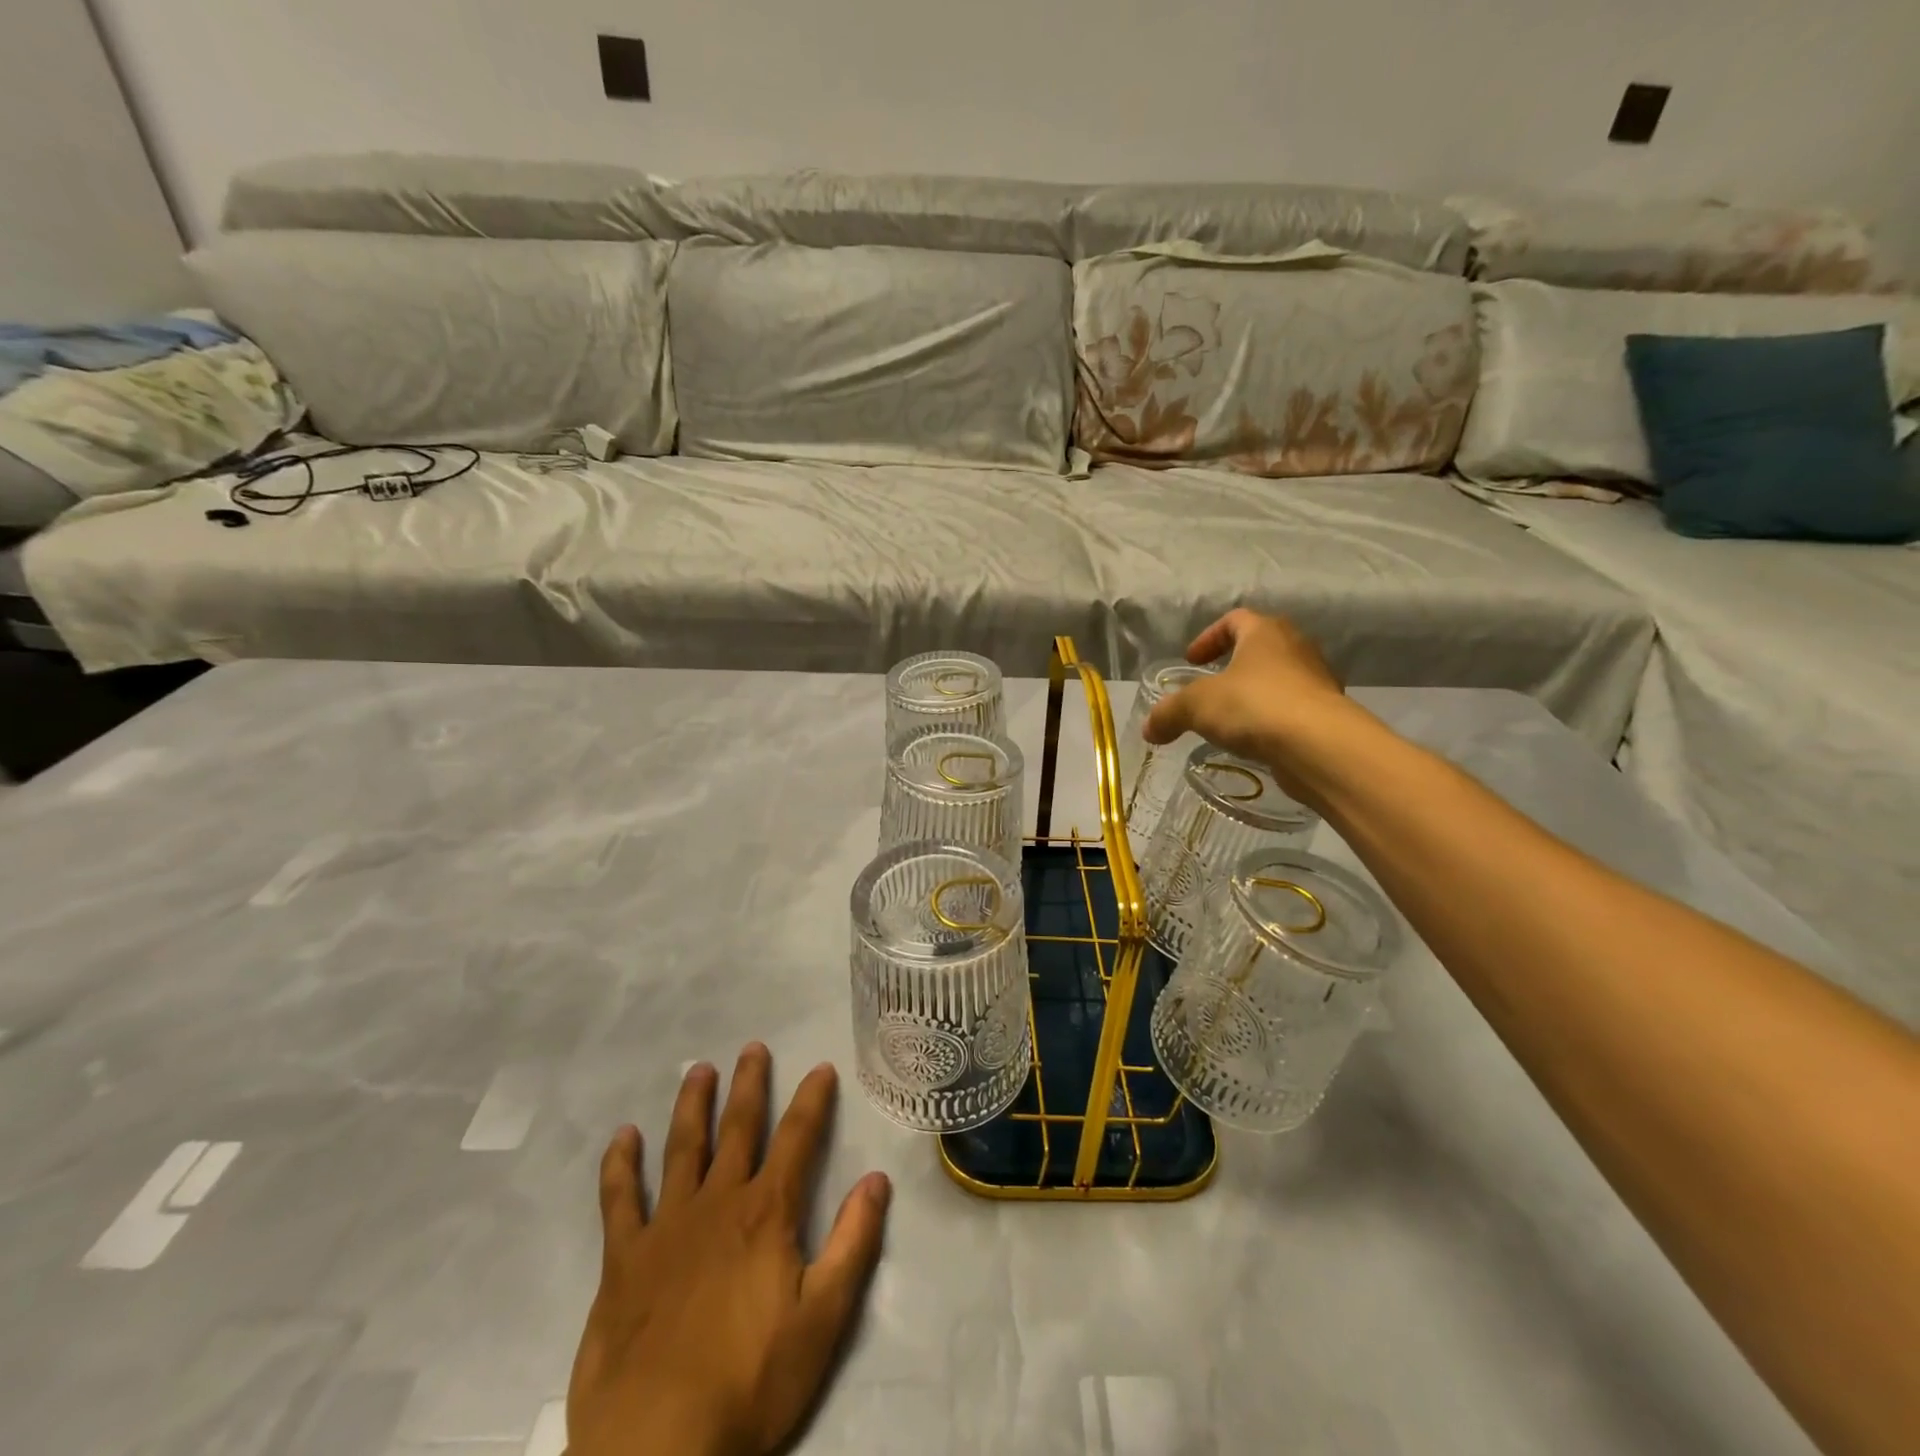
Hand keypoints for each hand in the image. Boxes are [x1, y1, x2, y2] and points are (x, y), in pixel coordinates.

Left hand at [567, 1046, 891, 1455]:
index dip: (812, 1100)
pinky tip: (622, 1137)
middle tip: (753, 1048)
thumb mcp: (823, 1321)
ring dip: (692, 1106)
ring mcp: (666, 1227)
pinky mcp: (623, 1260)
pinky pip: (619, 1200)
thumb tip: (876, 1180)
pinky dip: (620, 1165)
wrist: (656, 1449)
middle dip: (749, 1085)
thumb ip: (853, 1244)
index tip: (820, 1067)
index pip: (798, 1139)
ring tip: (699, 1070)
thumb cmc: (749, 1384)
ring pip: (682, 1149)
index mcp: (766, 1214)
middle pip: (738, 1129)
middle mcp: (718, 1203)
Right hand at [1142, 609, 1351, 796]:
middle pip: (1261, 646)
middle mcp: (1296, 648)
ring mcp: (1317, 681)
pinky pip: (1292, 709)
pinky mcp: (1327, 714)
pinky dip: (1272, 719)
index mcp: (1265, 632)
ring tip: (1232, 719)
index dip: (1209, 637)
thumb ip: (1168, 713)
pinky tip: (1255, 741)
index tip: (1192, 661)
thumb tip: (1148, 728)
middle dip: (1234, 665)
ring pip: (1279, 679)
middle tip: (1211, 686)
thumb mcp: (1196, 706)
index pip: (1235, 619)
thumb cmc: (1254, 706)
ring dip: (1255, 693)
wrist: (1319, 746)